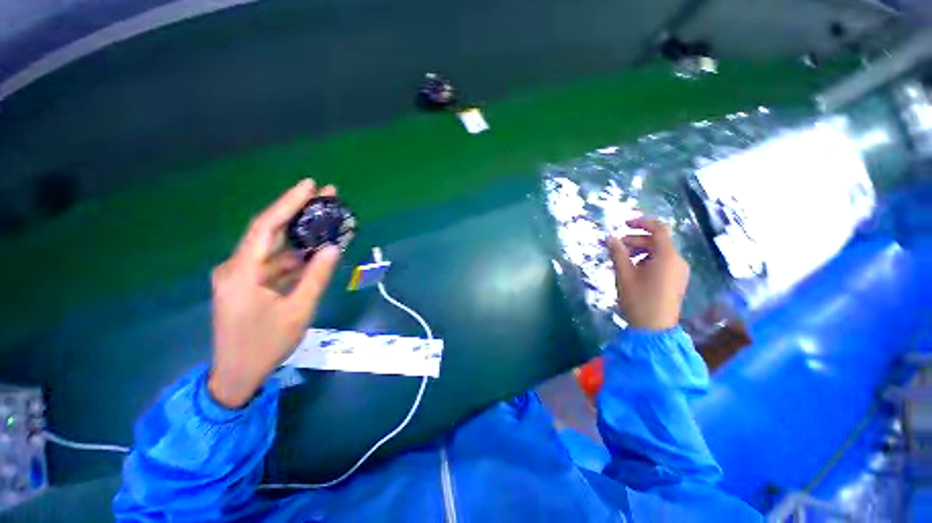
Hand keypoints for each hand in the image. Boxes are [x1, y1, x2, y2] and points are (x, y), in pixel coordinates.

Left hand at [208, 180, 341, 407]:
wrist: (237, 375)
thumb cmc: (265, 345)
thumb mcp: (298, 311)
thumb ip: (316, 277)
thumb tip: (333, 248)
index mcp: (241, 272)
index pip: (265, 227)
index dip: (287, 203)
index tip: (309, 185)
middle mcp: (237, 268)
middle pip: (270, 232)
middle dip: (299, 213)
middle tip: (326, 197)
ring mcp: (242, 276)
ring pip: (275, 249)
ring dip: (301, 237)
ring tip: (328, 224)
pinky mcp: (249, 285)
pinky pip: (275, 264)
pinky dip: (296, 257)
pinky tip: (316, 252)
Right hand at [607, 217, 689, 330]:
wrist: (654, 328)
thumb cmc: (638, 299)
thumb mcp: (624, 274)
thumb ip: (617, 253)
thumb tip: (610, 237)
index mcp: (667, 256)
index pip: (659, 229)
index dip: (642, 223)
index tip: (624, 224)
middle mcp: (678, 261)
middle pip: (658, 241)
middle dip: (637, 239)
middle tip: (617, 247)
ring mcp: (679, 272)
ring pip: (660, 252)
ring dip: (641, 250)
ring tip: (623, 260)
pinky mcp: (677, 281)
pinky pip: (663, 262)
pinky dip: (648, 260)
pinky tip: (634, 270)